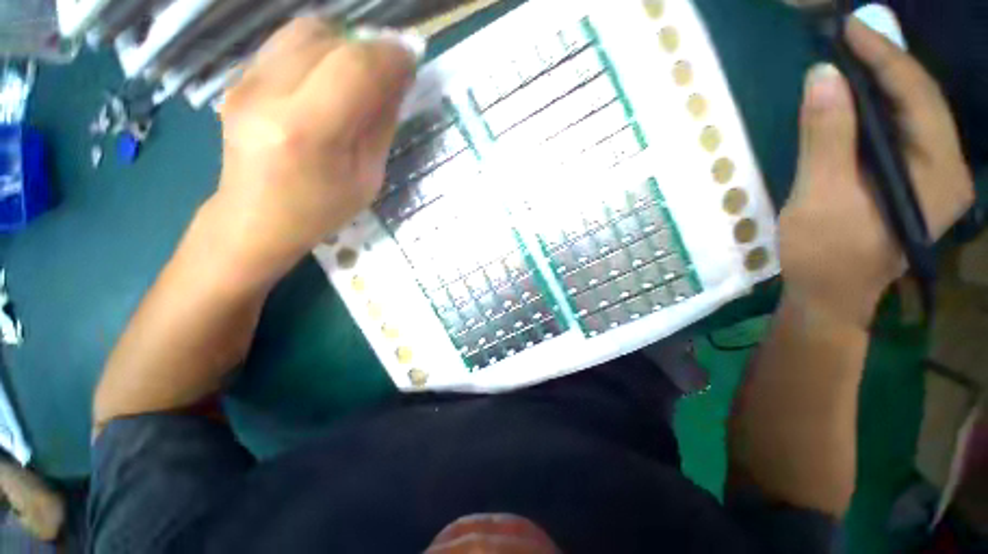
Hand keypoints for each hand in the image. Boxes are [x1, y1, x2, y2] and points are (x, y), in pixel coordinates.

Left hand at [198, 18, 420, 283]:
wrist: (254, 219)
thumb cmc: (320, 210)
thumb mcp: (367, 178)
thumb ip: (381, 125)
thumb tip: (399, 81)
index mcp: (307, 131)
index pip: (355, 67)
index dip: (390, 56)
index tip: (411, 61)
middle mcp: (267, 94)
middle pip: (329, 39)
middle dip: (370, 48)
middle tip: (390, 72)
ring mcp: (244, 81)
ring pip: (305, 30)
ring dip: (344, 44)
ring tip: (361, 74)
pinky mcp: (237, 78)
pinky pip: (286, 42)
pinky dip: (319, 50)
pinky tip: (330, 78)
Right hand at [779, 17, 974, 326]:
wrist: (828, 295)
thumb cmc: (825, 254)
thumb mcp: (821, 197)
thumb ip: (826, 138)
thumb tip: (823, 76)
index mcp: (937, 174)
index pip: (917, 97)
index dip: (885, 57)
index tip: (851, 28)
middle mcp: (945, 169)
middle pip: (921, 102)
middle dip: (887, 63)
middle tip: (852, 35)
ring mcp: (930, 177)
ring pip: (911, 115)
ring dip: (882, 83)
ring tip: (854, 56)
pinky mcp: (910, 183)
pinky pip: (899, 133)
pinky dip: (877, 109)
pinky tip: (858, 97)